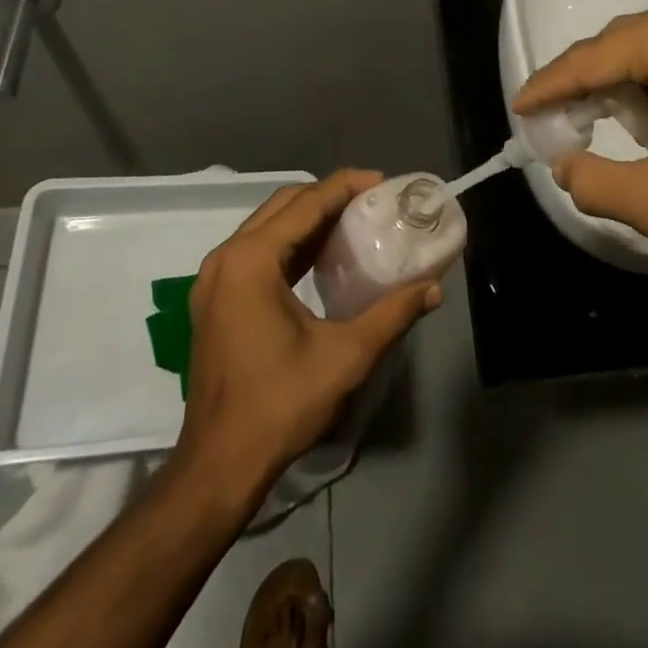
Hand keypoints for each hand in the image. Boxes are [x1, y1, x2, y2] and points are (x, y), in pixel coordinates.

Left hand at [175, 170, 439, 500]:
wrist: (218, 465)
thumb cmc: (280, 405)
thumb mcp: (345, 356)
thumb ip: (392, 314)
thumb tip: (433, 288)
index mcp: (251, 261)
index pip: (305, 203)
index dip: (346, 186)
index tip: (383, 182)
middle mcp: (226, 258)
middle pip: (284, 205)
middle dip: (328, 196)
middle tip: (372, 201)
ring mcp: (214, 278)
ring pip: (268, 226)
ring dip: (309, 218)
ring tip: (353, 221)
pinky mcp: (214, 298)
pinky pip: (256, 250)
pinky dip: (290, 242)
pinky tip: (321, 255)